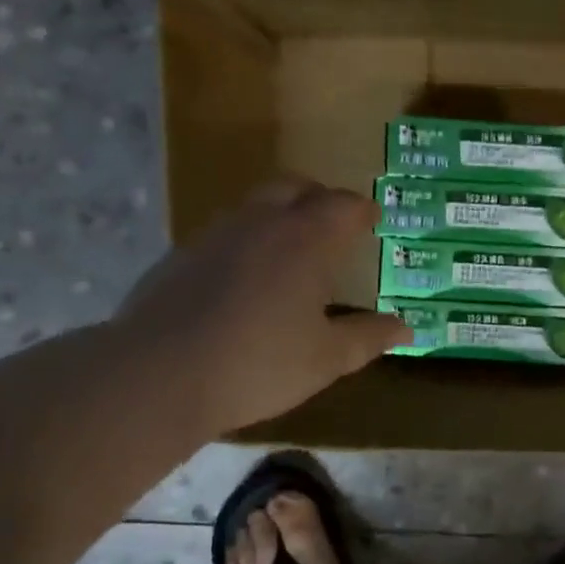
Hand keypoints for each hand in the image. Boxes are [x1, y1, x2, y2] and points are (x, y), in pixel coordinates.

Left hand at [112, 181, 406, 436]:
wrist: (157, 376)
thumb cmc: (258, 363)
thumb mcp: (326, 358)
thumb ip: (369, 337)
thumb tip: (407, 327)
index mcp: (305, 239)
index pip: (342, 205)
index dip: (362, 210)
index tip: (373, 219)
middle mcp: (261, 223)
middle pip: (295, 187)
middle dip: (319, 197)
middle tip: (334, 222)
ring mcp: (214, 235)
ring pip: (254, 205)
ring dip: (279, 214)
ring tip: (291, 249)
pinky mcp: (180, 256)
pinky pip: (224, 233)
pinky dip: (246, 241)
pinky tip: (244, 279)